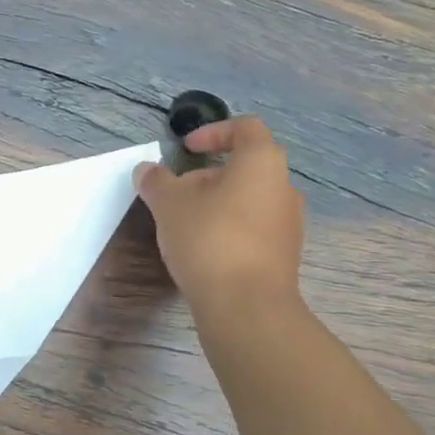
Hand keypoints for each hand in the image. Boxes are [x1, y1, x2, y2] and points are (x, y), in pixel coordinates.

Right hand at [135, 115, 304, 310]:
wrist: (247, 306)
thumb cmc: (209, 239)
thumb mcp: (169, 204)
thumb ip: (156, 181)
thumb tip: (146, 170)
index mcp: (262, 163)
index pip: (245, 128)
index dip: (213, 132)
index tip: (186, 149)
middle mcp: (283, 187)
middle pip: (245, 167)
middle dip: (207, 176)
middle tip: (176, 194)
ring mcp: (288, 223)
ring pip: (248, 200)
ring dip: (216, 204)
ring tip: (184, 225)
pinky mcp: (284, 255)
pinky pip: (253, 228)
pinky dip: (228, 229)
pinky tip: (203, 251)